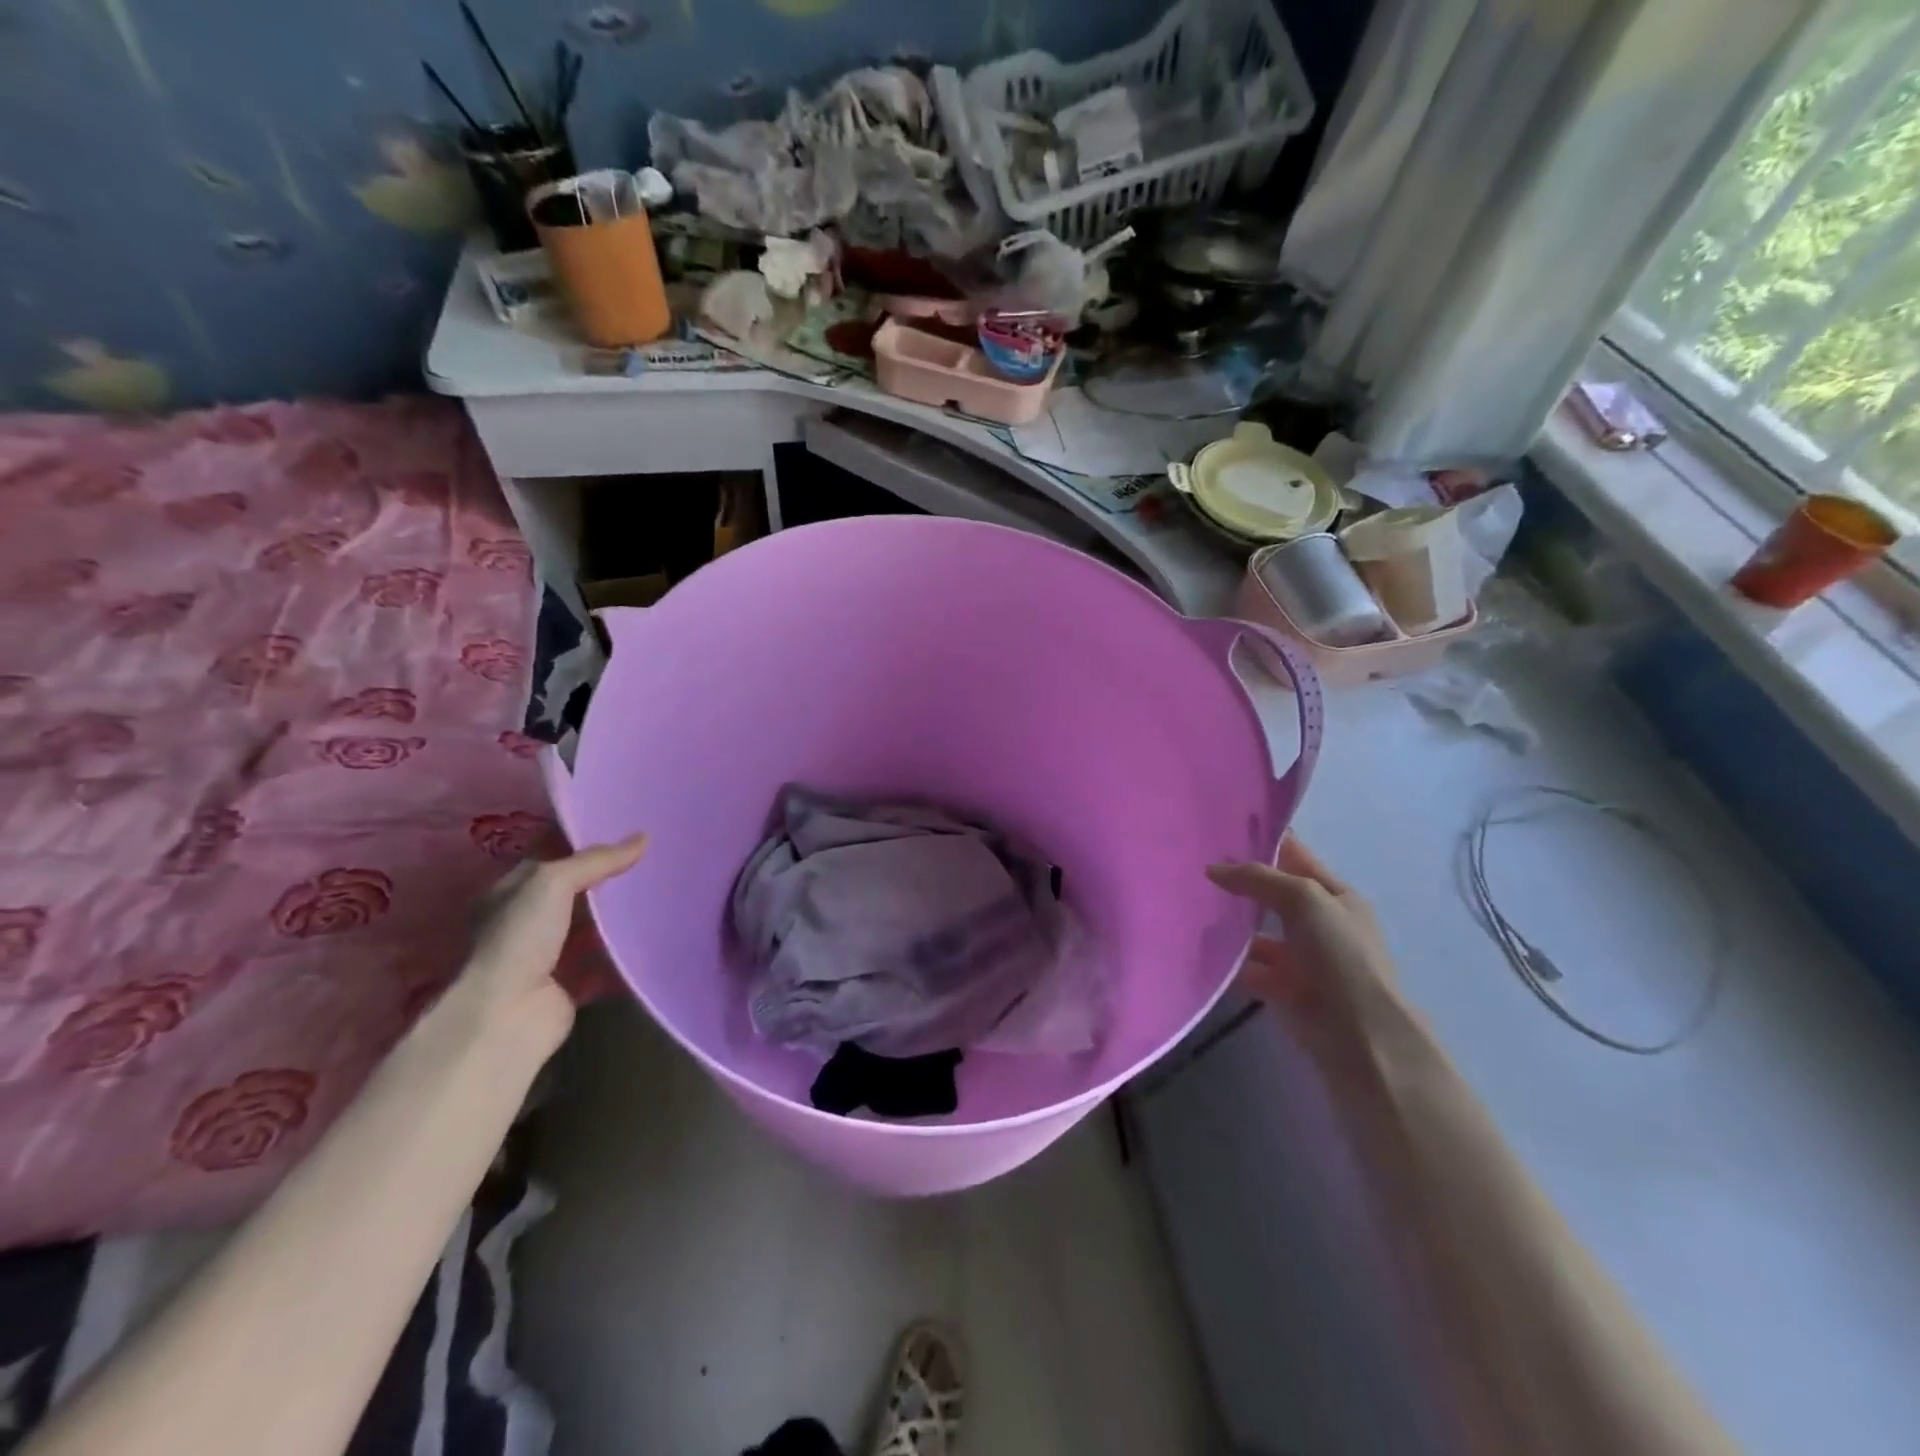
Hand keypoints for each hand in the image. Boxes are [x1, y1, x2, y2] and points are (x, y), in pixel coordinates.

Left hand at [441, 832, 648, 1057]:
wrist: (509, 1015)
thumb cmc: (520, 939)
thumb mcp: (553, 882)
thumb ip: (597, 860)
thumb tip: (643, 838)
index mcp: (509, 893)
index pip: (549, 858)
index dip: (581, 843)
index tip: (623, 831)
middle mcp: (524, 923)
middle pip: (573, 892)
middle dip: (606, 879)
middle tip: (650, 859)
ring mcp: (547, 956)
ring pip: (590, 926)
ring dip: (618, 916)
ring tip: (658, 892)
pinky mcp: (570, 984)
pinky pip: (605, 962)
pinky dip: (626, 954)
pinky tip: (655, 936)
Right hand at [1207, 835, 1396, 1029]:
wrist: (1358, 1032)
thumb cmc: (1339, 953)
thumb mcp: (1304, 898)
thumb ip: (1258, 878)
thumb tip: (1213, 869)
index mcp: (1337, 895)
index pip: (1296, 858)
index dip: (1265, 842)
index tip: (1223, 830)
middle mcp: (1321, 924)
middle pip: (1274, 895)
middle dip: (1242, 884)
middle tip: (1197, 868)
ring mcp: (1303, 958)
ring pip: (1259, 933)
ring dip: (1233, 926)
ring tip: (1192, 909)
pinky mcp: (1285, 989)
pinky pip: (1250, 968)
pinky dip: (1231, 963)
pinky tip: (1204, 952)